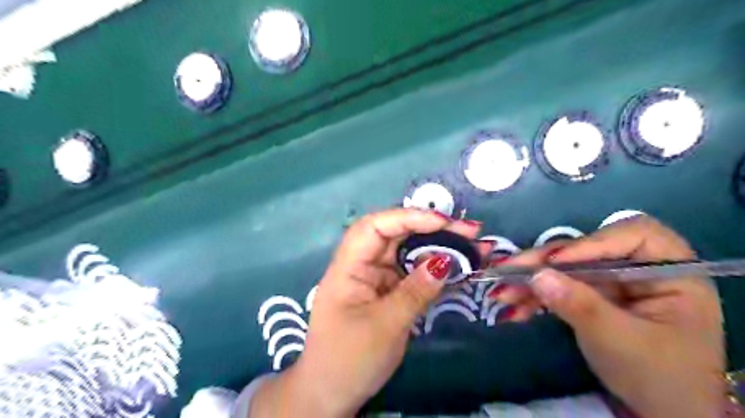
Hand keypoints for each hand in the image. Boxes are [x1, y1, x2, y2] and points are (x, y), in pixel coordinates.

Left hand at [249, 210, 482, 416]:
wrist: (331, 394)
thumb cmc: (349, 360)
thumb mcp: (385, 326)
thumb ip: (415, 291)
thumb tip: (444, 261)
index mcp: (348, 267)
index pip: (374, 227)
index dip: (408, 217)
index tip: (442, 222)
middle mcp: (361, 265)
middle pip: (395, 235)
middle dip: (430, 229)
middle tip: (469, 231)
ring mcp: (376, 278)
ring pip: (407, 253)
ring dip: (436, 247)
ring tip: (471, 246)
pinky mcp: (388, 292)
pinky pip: (412, 273)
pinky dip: (433, 269)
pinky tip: (456, 267)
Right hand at [493, 215, 724, 417]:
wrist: (665, 415)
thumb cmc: (661, 378)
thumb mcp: (621, 341)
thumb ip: (580, 305)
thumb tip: (538, 276)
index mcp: (672, 270)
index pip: (633, 235)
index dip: (591, 243)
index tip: (555, 261)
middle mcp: (640, 268)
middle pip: (587, 250)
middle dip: (545, 262)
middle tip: (507, 270)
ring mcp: (613, 282)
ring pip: (567, 269)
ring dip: (532, 281)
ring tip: (501, 293)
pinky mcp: (593, 296)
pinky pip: (561, 288)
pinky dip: (537, 298)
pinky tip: (514, 309)